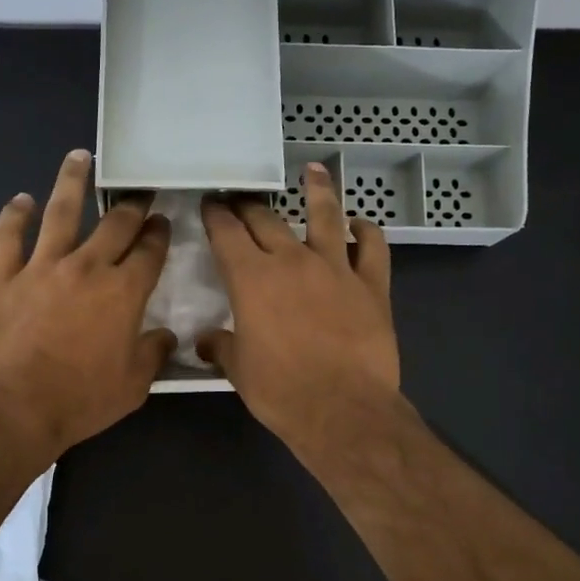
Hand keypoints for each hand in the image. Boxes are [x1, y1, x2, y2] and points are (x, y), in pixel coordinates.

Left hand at [0, 150, 175, 459]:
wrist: (15, 409)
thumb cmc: (81, 400)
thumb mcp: (133, 386)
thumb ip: (153, 354)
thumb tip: (165, 335)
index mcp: (124, 292)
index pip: (149, 251)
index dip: (158, 233)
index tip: (161, 222)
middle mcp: (86, 268)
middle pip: (114, 224)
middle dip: (131, 204)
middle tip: (138, 190)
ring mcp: (42, 268)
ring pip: (60, 212)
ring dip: (72, 181)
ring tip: (79, 156)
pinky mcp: (3, 278)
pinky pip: (7, 238)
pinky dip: (13, 216)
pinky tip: (20, 200)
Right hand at [198, 164, 401, 455]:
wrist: (343, 410)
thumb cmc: (281, 391)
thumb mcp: (239, 371)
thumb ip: (221, 347)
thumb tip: (207, 341)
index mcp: (251, 279)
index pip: (227, 232)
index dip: (215, 214)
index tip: (211, 203)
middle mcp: (292, 261)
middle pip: (267, 219)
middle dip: (249, 205)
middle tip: (242, 197)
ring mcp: (336, 268)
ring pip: (326, 216)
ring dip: (318, 191)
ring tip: (314, 170)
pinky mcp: (372, 284)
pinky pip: (373, 246)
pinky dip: (366, 232)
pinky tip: (360, 225)